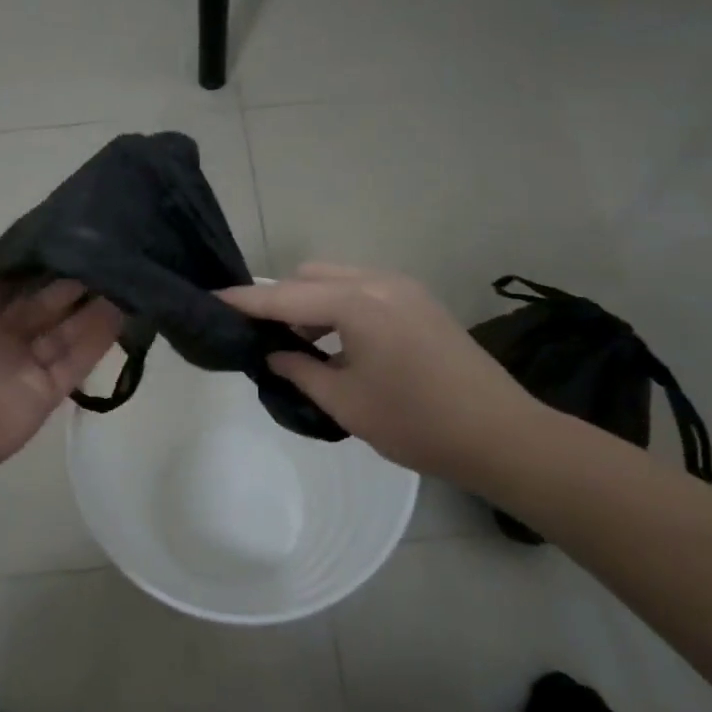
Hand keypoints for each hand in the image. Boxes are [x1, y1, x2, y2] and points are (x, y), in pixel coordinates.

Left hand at [0, 185, 123, 489]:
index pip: (15, 280)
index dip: (42, 260)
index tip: (77, 232)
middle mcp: (3, 335)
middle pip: (47, 304)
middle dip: (75, 281)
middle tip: (113, 251)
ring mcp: (27, 365)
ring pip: (68, 330)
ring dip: (95, 307)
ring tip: (129, 275)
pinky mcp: (48, 392)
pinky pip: (78, 361)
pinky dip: (100, 340)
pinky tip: (126, 312)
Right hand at [219, 264, 544, 488]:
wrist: (501, 435)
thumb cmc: (416, 423)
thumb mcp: (345, 402)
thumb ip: (299, 371)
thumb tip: (271, 353)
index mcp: (357, 304)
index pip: (285, 297)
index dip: (245, 301)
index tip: (211, 299)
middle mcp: (378, 281)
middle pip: (310, 276)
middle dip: (280, 301)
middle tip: (263, 340)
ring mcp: (403, 287)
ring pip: (337, 279)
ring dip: (311, 303)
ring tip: (300, 347)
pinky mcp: (418, 300)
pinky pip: (362, 289)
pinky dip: (339, 307)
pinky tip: (338, 344)